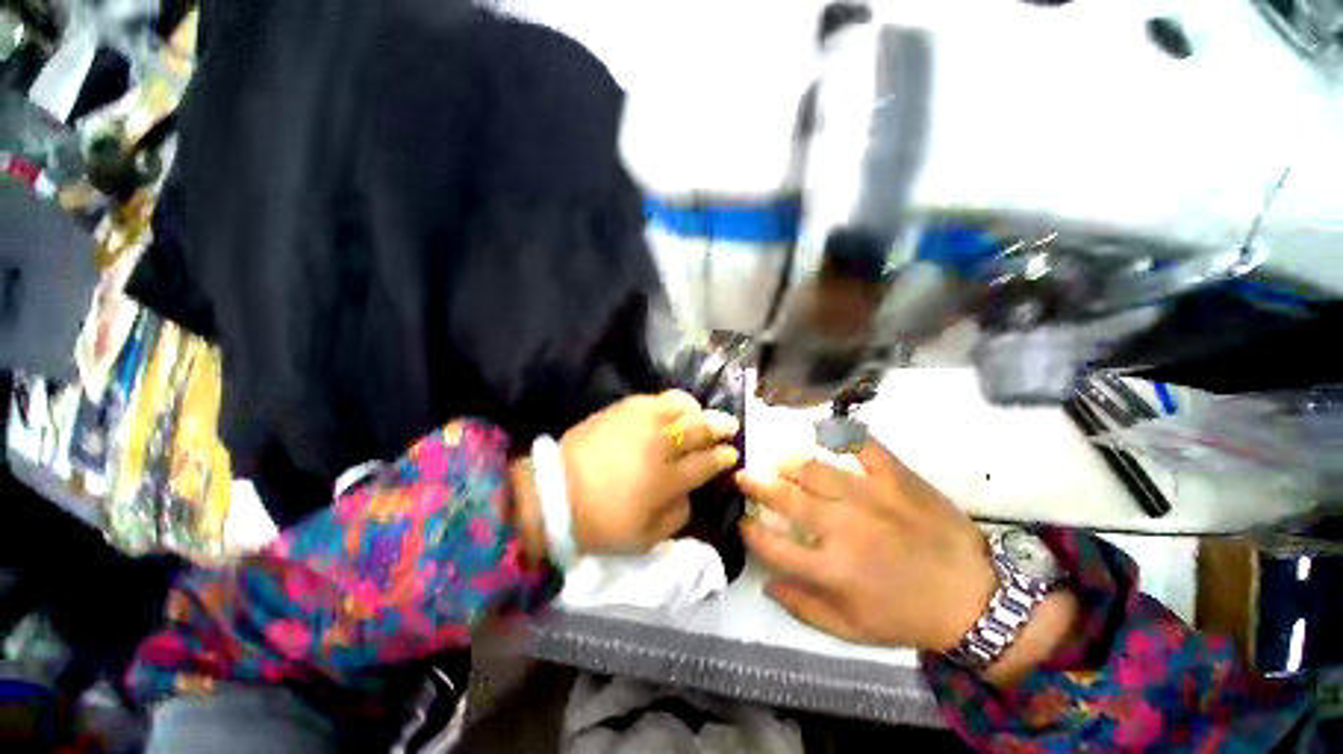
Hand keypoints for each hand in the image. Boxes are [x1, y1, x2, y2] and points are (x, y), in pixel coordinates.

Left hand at [557, 390, 739, 554]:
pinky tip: (671, 410)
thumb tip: (690, 495)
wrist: (554, 493)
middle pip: (700, 428)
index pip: (707, 462)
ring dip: (698, 410)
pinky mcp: (623, 408)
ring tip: (701, 415)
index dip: (724, 457)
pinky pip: (656, 398)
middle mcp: (660, 444)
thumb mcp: (645, 538)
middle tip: (729, 426)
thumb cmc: (601, 521)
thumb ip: (677, 516)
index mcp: (668, 479)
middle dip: (721, 426)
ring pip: (681, 405)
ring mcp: (641, 421)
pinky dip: (671, 402)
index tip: (732, 453)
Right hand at [736, 438, 996, 652]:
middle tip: (743, 476)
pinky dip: (843, 435)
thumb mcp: (852, 631)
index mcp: (831, 569)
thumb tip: (765, 581)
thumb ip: (803, 608)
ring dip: (789, 463)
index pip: (770, 544)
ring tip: (778, 461)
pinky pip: (864, 447)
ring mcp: (870, 497)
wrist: (976, 599)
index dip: (748, 529)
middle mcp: (843, 528)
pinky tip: (826, 430)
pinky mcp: (897, 479)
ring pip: (815, 469)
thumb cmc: (908, 617)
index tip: (742, 520)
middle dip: (756, 485)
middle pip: (785, 498)